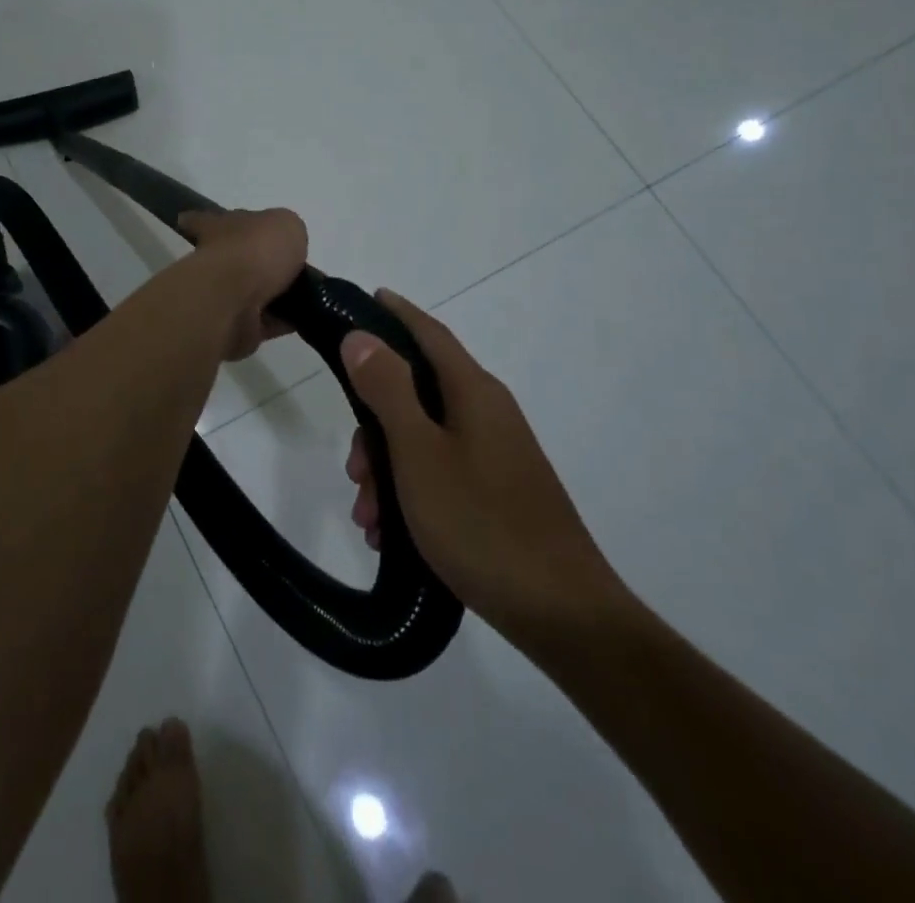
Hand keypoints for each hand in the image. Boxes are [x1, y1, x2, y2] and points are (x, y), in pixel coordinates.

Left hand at [178, 208, 307, 360]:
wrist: (236, 300)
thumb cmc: (256, 249)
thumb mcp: (285, 224)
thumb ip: (286, 232)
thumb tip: (285, 247)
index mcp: (219, 228)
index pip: (206, 221)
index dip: (204, 221)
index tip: (192, 223)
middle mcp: (216, 261)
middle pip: (235, 259)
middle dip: (255, 262)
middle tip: (286, 266)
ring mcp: (223, 297)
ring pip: (252, 292)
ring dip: (272, 294)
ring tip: (303, 293)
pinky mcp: (237, 327)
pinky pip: (265, 321)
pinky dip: (282, 320)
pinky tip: (302, 316)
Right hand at [341, 291, 629, 642]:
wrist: (562, 614)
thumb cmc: (481, 523)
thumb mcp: (419, 454)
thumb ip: (387, 390)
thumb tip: (361, 336)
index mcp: (474, 392)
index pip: (429, 332)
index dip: (395, 313)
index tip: (364, 300)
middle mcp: (487, 413)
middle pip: (418, 392)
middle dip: (375, 423)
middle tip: (353, 468)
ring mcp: (496, 454)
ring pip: (425, 438)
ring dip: (388, 468)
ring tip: (368, 517)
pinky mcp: (498, 491)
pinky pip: (441, 472)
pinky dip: (411, 492)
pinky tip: (391, 535)